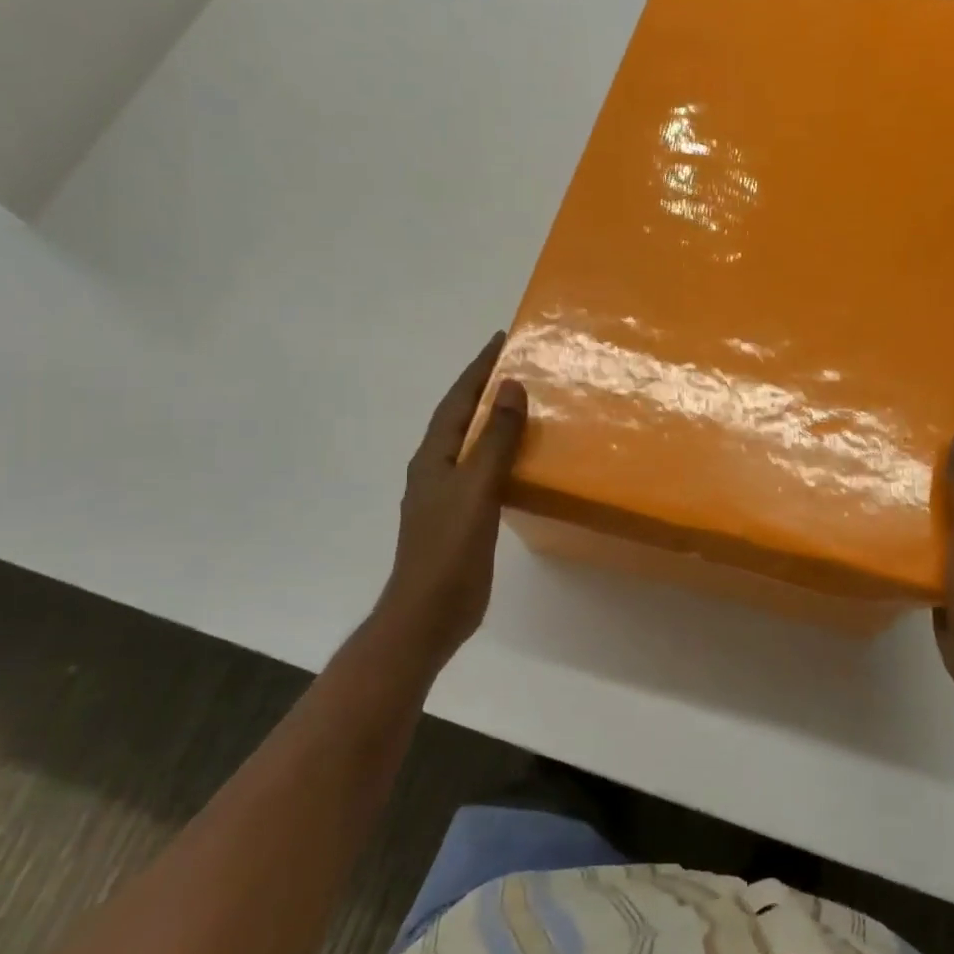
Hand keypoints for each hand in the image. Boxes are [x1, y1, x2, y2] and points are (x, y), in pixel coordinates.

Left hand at [372, 333, 527, 671]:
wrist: (428, 613)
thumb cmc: (448, 549)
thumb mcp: (475, 488)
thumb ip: (495, 439)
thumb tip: (511, 387)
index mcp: (433, 456)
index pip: (458, 400)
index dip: (478, 369)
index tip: (500, 340)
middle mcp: (436, 469)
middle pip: (461, 418)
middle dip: (485, 389)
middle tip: (517, 366)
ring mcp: (447, 495)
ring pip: (472, 445)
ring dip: (493, 421)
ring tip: (525, 404)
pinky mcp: (462, 517)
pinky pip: (483, 471)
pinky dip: (501, 454)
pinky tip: (521, 460)